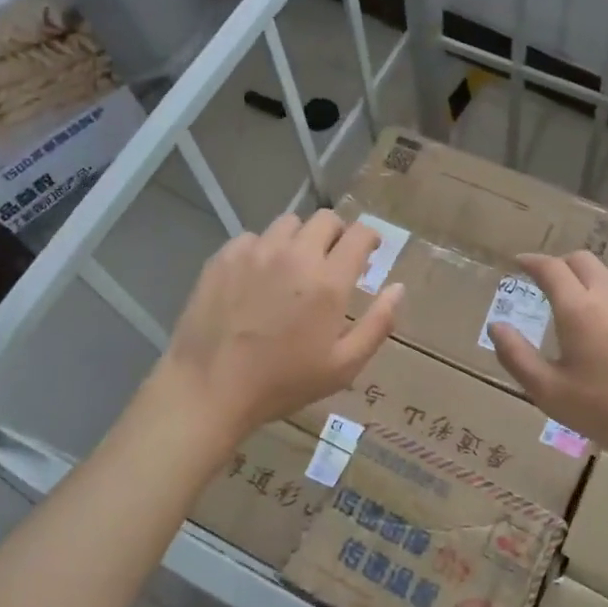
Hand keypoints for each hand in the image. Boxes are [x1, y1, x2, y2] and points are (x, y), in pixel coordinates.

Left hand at [159, 210, 401, 444]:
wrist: (209, 388)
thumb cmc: (282, 382)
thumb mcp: (343, 366)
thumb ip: (378, 324)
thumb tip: (398, 288)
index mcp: (328, 280)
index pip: (360, 233)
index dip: (371, 238)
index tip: (370, 252)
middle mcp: (294, 255)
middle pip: (326, 219)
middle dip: (338, 234)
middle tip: (333, 260)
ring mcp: (256, 252)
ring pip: (288, 223)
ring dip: (300, 239)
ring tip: (294, 266)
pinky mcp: (224, 257)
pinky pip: (253, 238)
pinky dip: (264, 249)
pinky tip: (258, 277)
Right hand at [489, 252, 607, 471]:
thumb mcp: (549, 392)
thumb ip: (516, 356)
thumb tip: (497, 325)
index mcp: (579, 309)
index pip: (551, 268)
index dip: (532, 260)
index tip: (519, 262)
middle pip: (584, 261)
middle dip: (561, 264)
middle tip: (548, 281)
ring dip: (592, 278)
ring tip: (582, 302)